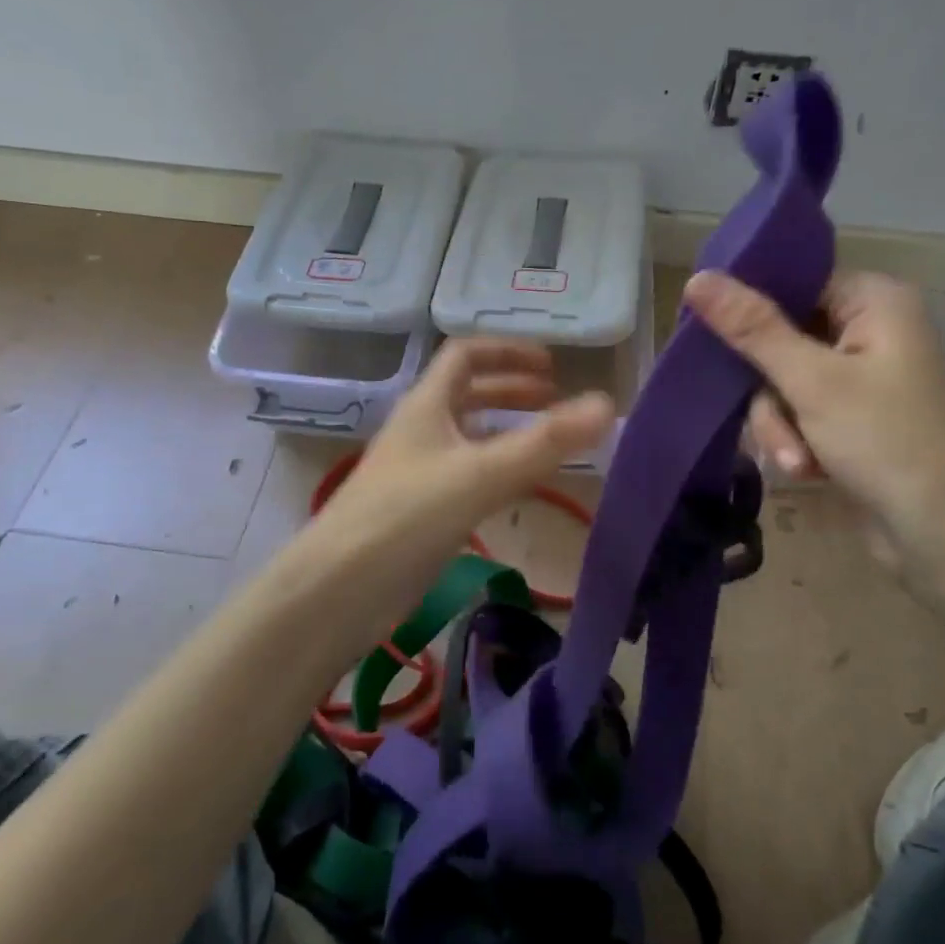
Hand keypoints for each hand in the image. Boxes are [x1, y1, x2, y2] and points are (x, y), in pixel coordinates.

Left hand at [305, 339, 613, 635]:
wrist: (337, 591)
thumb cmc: (405, 518)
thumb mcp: (481, 474)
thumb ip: (546, 443)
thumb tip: (607, 405)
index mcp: (426, 406)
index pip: (465, 355)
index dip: (508, 352)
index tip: (552, 365)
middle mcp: (420, 431)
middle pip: (467, 394)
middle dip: (512, 390)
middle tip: (555, 400)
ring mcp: (416, 472)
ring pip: (467, 437)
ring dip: (505, 430)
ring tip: (546, 441)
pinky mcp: (418, 512)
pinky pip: (465, 475)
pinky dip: (496, 469)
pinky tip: (517, 489)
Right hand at [683, 269, 944, 560]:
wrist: (944, 535)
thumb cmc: (887, 442)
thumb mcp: (812, 382)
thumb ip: (752, 329)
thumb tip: (696, 279)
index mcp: (873, 301)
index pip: (792, 283)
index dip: (749, 309)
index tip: (708, 336)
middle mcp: (867, 330)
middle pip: (779, 339)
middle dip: (771, 394)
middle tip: (778, 426)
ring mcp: (858, 377)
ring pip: (780, 383)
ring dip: (780, 425)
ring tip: (799, 460)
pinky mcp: (848, 417)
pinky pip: (796, 412)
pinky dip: (795, 441)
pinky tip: (809, 470)